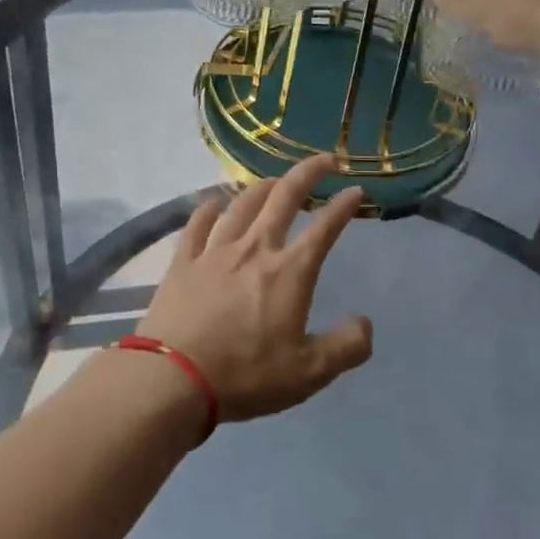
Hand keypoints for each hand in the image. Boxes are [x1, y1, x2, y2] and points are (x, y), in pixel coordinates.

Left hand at [137, 156, 373, 422]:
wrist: (174, 377)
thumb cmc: (246, 375)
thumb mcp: (309, 374)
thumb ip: (346, 347)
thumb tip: (365, 323)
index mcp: (289, 272)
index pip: (324, 229)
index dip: (343, 206)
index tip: (356, 190)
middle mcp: (255, 249)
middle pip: (284, 197)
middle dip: (308, 173)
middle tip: (325, 161)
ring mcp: (215, 251)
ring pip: (242, 203)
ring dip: (263, 186)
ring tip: (274, 181)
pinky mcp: (183, 261)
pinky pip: (198, 223)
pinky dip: (210, 207)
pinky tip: (215, 202)